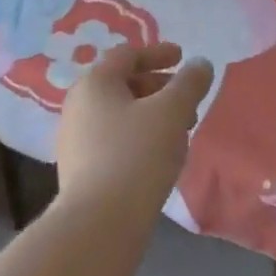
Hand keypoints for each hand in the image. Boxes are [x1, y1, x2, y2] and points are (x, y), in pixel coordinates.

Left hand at [56, 43, 213, 206]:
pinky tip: (160, 155)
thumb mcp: (172, 111)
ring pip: (120, 114)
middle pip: (122, 84)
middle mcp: (78, 106)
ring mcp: (75, 140)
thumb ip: (190, 83)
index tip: (183, 58)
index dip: (158, 52)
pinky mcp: (81, 170)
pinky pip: (114, 140)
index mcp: (94, 83)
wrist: (100, 222)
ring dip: (152, 114)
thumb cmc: (137, 154)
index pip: (127, 55)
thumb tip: (200, 65)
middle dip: (159, 87)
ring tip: (181, 130)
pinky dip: (140, 136)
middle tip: (188, 99)